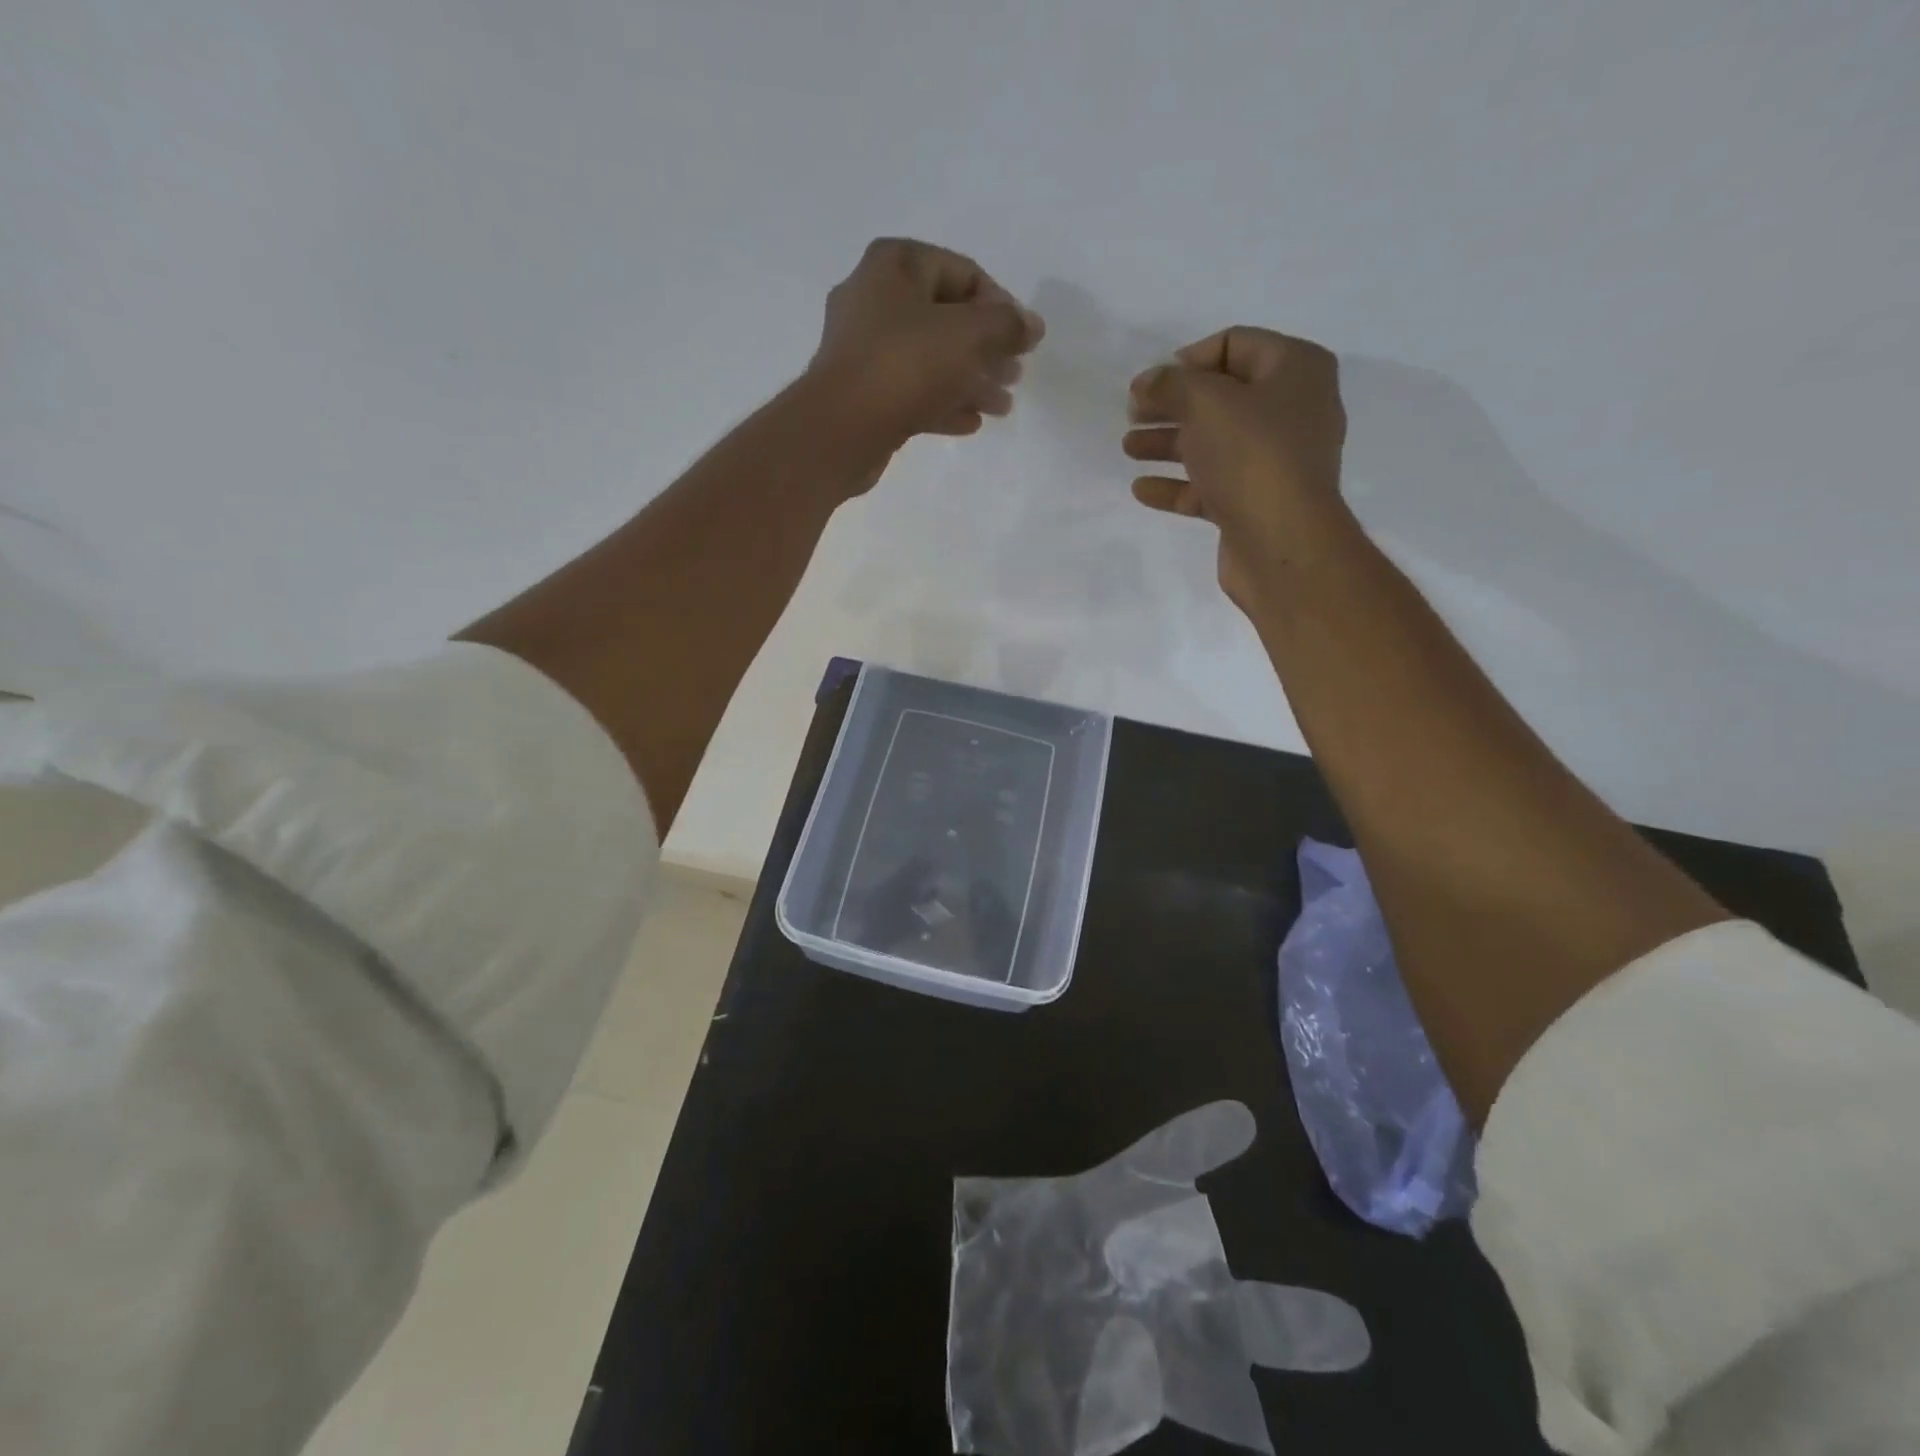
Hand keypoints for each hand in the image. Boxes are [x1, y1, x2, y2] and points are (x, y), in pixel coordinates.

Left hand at [808, 238, 1044, 450]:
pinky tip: (970, 423)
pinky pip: (911, 391)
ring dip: (970, 381)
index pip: (964, 273)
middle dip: (987, 349)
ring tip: (1002, 407)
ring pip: (930, 359)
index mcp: (895, 265)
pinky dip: (942, 403)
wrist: (841, 430)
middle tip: (1015, 377)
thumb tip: (1031, 326)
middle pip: (946, 319)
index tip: (1024, 342)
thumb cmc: (906, 365)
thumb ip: (1007, 326)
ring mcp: (864, 349)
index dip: (1001, 306)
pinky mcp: (862, 392)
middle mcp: (874, 298)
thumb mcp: (969, 336)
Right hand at [1123, 327, 1347, 612]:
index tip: (1152, 381)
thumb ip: (1170, 385)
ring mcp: (1274, 461)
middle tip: (1132, 413)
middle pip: (1221, 397)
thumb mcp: (1206, 403)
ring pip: (1213, 443)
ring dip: (1168, 443)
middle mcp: (1291, 411)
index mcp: (1295, 370)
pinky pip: (1210, 485)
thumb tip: (1146, 382)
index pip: (1236, 344)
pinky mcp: (1254, 503)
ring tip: (1128, 448)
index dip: (1189, 358)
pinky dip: (1177, 484)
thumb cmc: (1252, 455)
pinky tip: (1142, 488)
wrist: (1281, 541)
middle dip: (1173, 404)